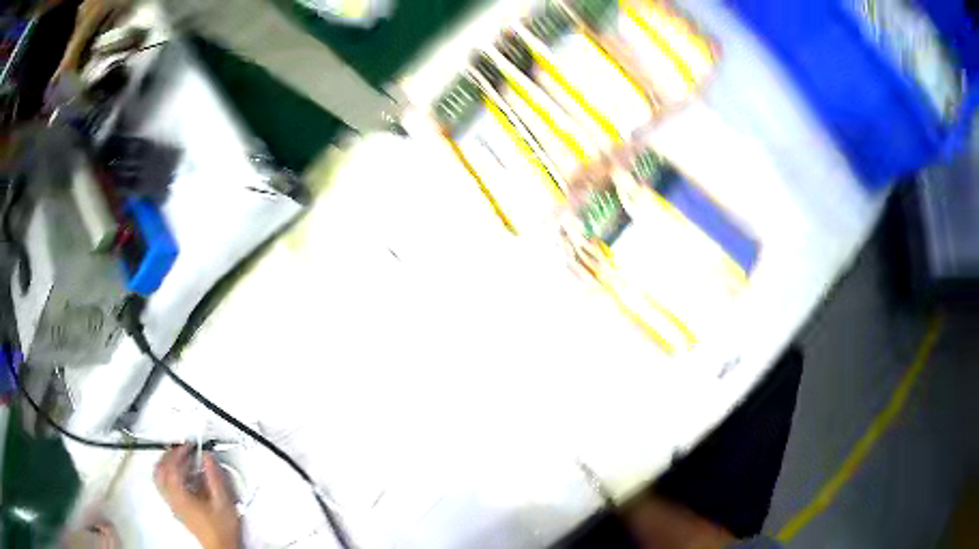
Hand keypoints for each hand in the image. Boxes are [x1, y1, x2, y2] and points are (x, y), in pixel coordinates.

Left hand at [155, 444, 241, 548]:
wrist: (221, 547)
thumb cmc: (221, 528)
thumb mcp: (223, 501)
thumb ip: (215, 477)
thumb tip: (208, 457)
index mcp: (180, 495)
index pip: (171, 467)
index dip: (178, 452)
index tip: (189, 445)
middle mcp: (172, 498)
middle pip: (159, 471)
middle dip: (168, 456)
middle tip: (180, 449)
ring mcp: (172, 504)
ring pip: (159, 479)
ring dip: (165, 465)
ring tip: (177, 459)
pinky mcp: (176, 509)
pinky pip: (163, 487)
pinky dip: (167, 476)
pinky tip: (180, 477)